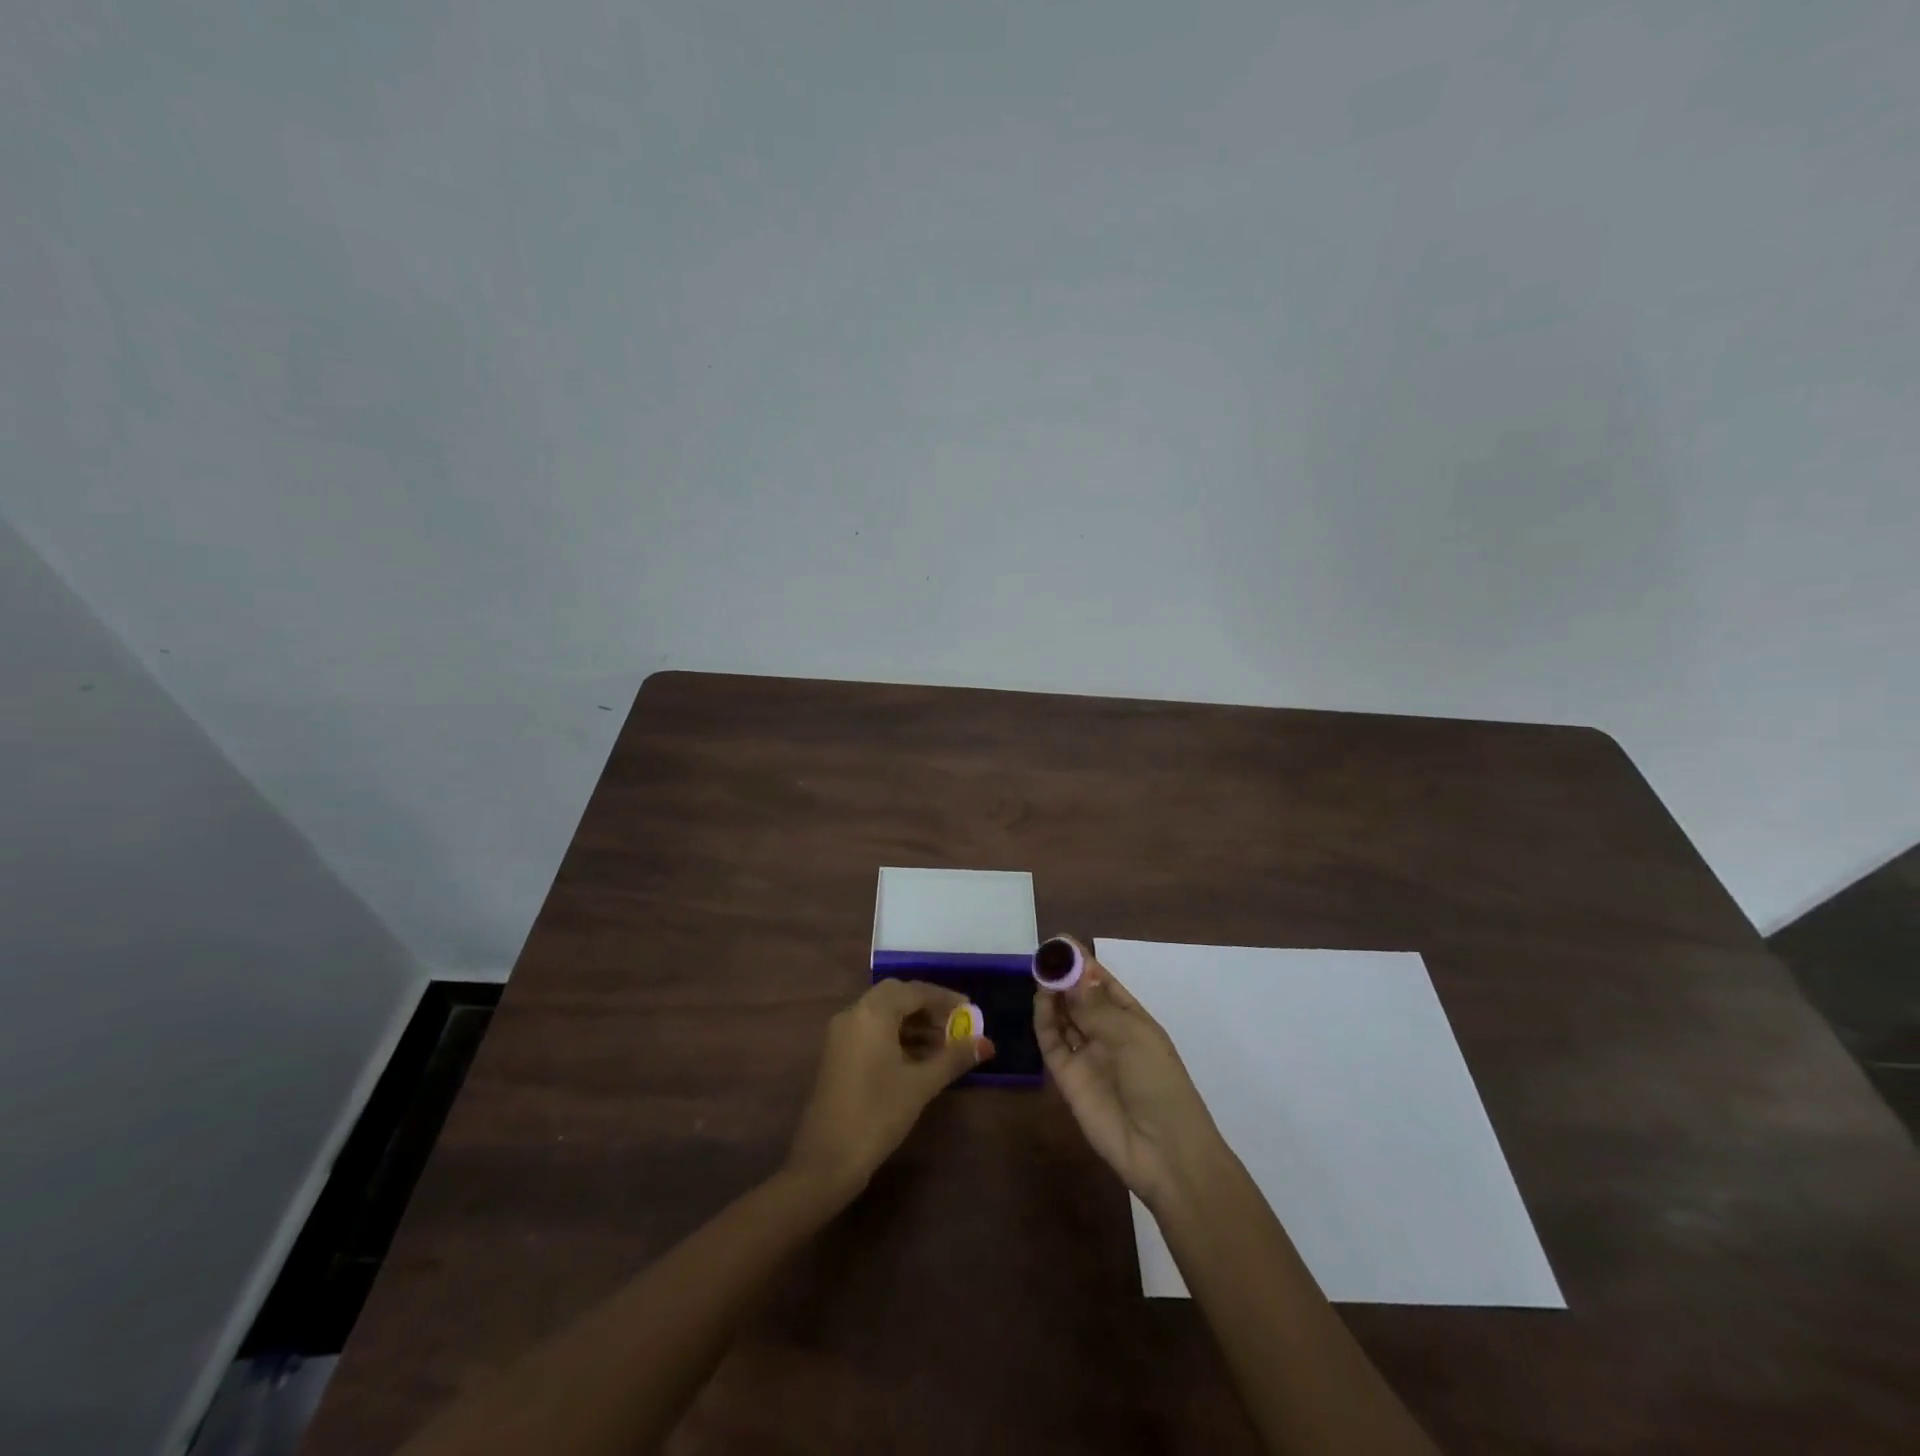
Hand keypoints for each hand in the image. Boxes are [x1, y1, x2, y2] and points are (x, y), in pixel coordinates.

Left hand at [786, 979, 993, 1198]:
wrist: (825, 1161)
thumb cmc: (877, 1114)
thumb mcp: (921, 1085)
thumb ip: (954, 1058)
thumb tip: (987, 1043)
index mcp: (872, 1013)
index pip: (914, 991)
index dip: (944, 998)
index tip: (970, 1010)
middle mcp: (854, 1014)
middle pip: (896, 996)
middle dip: (928, 1007)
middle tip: (955, 1023)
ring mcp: (842, 1034)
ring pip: (883, 1013)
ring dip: (913, 1022)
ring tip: (943, 1043)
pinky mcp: (838, 1053)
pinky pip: (872, 1030)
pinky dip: (896, 1034)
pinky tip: (918, 1057)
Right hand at [1035, 938, 1225, 1207]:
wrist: (1162, 1151)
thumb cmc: (1159, 1084)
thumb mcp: (1133, 1037)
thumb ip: (1095, 1006)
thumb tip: (1070, 973)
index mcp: (1132, 1021)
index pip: (1103, 984)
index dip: (1084, 963)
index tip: (1062, 941)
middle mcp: (1107, 1034)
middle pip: (1079, 998)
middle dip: (1064, 976)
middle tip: (1044, 955)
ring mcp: (1087, 1055)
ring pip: (1063, 1017)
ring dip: (1053, 995)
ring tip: (1041, 973)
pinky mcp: (1067, 1077)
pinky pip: (1052, 1042)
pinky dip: (1044, 1020)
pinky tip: (1041, 1000)